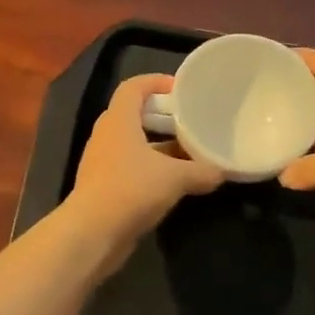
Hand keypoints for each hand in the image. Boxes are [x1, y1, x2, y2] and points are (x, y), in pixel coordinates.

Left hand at [65, 74, 223, 258]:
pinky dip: (151, 168)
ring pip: (133, 143)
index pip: (133, 87)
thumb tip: (222, 172)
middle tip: (189, 121)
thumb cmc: (131, 189)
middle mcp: (107, 135)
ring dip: (158, 145)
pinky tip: (173, 182)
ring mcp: (102, 161)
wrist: (92, 233)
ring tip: (188, 152)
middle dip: (161, 116)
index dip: (155, 81)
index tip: (180, 88)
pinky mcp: (103, 186)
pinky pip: (130, 166)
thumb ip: (200, 171)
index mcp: (118, 120)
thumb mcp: (174, 178)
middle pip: (134, 114)